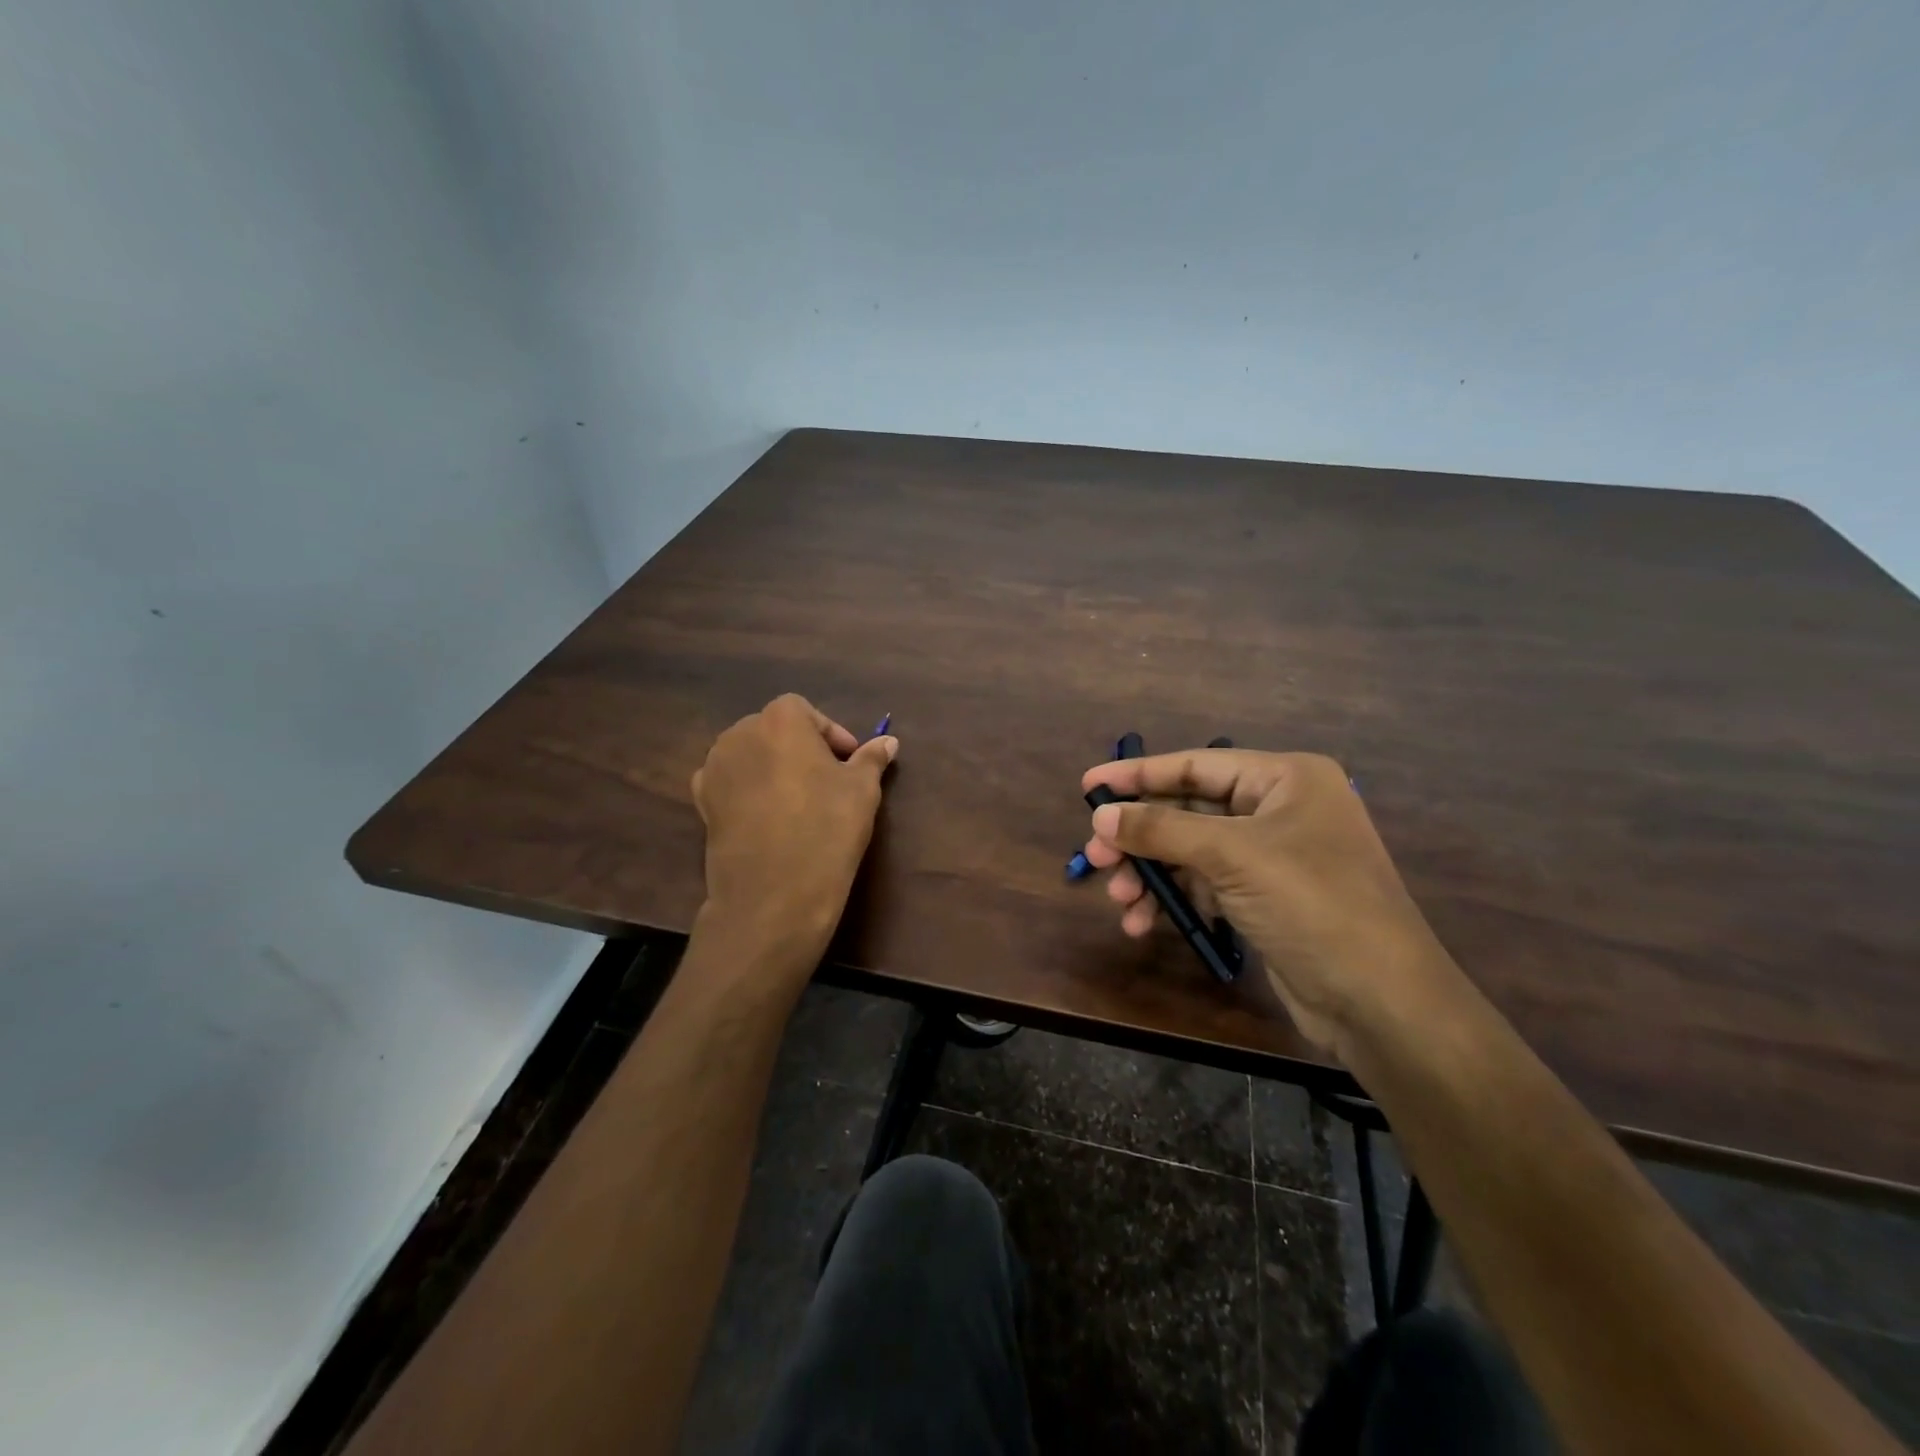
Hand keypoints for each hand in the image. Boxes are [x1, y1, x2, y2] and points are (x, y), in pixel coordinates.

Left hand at [692, 694, 897, 971]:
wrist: (773, 893)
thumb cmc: (826, 829)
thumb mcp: (862, 790)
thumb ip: (871, 759)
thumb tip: (888, 741)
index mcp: (781, 720)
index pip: (807, 712)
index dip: (830, 734)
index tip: (849, 762)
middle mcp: (740, 734)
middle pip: (774, 729)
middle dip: (800, 748)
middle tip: (827, 780)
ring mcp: (715, 768)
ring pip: (751, 755)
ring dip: (773, 767)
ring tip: (798, 800)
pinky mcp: (701, 801)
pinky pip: (730, 782)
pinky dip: (748, 789)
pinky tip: (768, 816)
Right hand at [1081, 749, 1455, 1055]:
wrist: (1380, 1001)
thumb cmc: (1312, 904)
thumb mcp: (1232, 856)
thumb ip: (1162, 830)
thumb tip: (1101, 815)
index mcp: (1285, 779)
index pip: (1196, 766)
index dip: (1138, 775)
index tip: (1088, 785)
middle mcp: (1279, 809)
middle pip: (1189, 811)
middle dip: (1140, 836)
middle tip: (1094, 856)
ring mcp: (1273, 856)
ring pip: (1191, 851)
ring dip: (1151, 874)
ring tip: (1117, 899)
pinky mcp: (1265, 898)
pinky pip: (1205, 884)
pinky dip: (1174, 900)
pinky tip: (1142, 923)